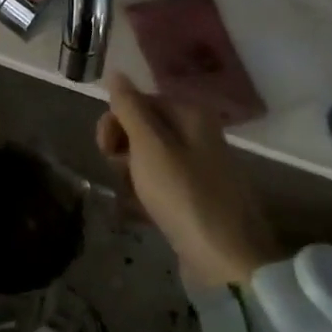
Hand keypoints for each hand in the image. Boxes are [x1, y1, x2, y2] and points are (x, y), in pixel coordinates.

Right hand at [96, 72, 280, 287]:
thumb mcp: (149, 146)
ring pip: (149, 159)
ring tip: (132, 197)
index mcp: (191, 115)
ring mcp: (199, 168)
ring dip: (131, 174)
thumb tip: (116, 72)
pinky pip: (161, 185)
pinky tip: (139, 212)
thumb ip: (129, 108)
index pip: (140, 101)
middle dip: (123, 149)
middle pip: (144, 129)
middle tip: (118, 171)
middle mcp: (198, 135)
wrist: (226, 259)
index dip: (116, 121)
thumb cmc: (183, 195)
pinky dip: (146, 194)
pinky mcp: (196, 198)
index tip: (104, 148)